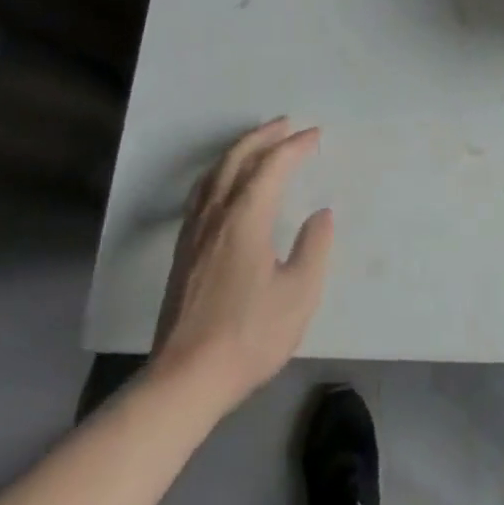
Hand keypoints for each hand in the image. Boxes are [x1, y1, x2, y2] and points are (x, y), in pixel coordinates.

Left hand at [151, 118, 334, 408]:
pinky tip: (224, 184)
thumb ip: (314, 248)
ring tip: (257, 143)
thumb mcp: (299, 294)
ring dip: (238, 151)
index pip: (272, 166)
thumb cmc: (249, 336)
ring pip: (214, 174)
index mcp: (245, 218)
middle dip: (263, 137)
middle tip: (286, 124)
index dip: (294, 146)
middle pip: (236, 160)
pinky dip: (219, 173)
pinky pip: (202, 193)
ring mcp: (194, 233)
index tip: (315, 136)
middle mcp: (216, 215)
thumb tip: (320, 215)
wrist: (185, 380)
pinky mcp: (183, 252)